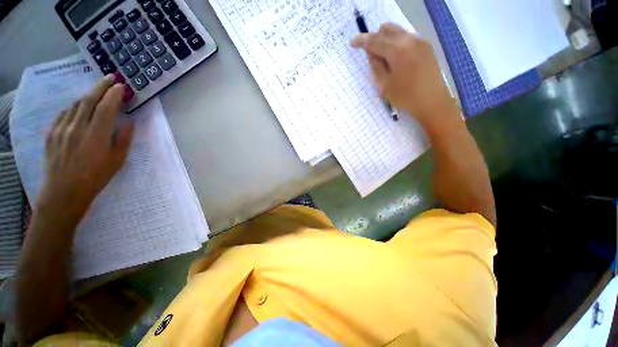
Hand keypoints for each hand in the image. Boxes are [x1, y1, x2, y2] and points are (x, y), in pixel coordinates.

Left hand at [39, 76, 133, 217]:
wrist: (64, 192)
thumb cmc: (95, 177)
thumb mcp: (117, 160)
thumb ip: (123, 139)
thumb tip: (129, 123)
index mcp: (96, 135)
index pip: (106, 107)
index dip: (114, 94)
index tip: (121, 86)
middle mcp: (77, 127)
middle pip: (89, 99)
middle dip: (100, 86)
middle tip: (109, 78)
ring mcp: (61, 128)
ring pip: (75, 104)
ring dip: (88, 96)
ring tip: (96, 94)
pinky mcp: (51, 132)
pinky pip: (64, 113)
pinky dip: (74, 107)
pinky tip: (78, 108)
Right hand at [351, 23, 457, 126]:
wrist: (432, 101)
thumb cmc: (405, 97)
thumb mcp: (385, 85)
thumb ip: (376, 67)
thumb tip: (371, 54)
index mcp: (398, 51)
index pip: (375, 40)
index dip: (361, 40)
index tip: (352, 42)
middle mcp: (410, 40)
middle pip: (387, 29)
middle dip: (375, 38)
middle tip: (371, 55)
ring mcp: (420, 41)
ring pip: (397, 31)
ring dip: (386, 40)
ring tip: (384, 58)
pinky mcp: (426, 46)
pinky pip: (406, 37)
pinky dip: (396, 43)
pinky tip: (396, 58)